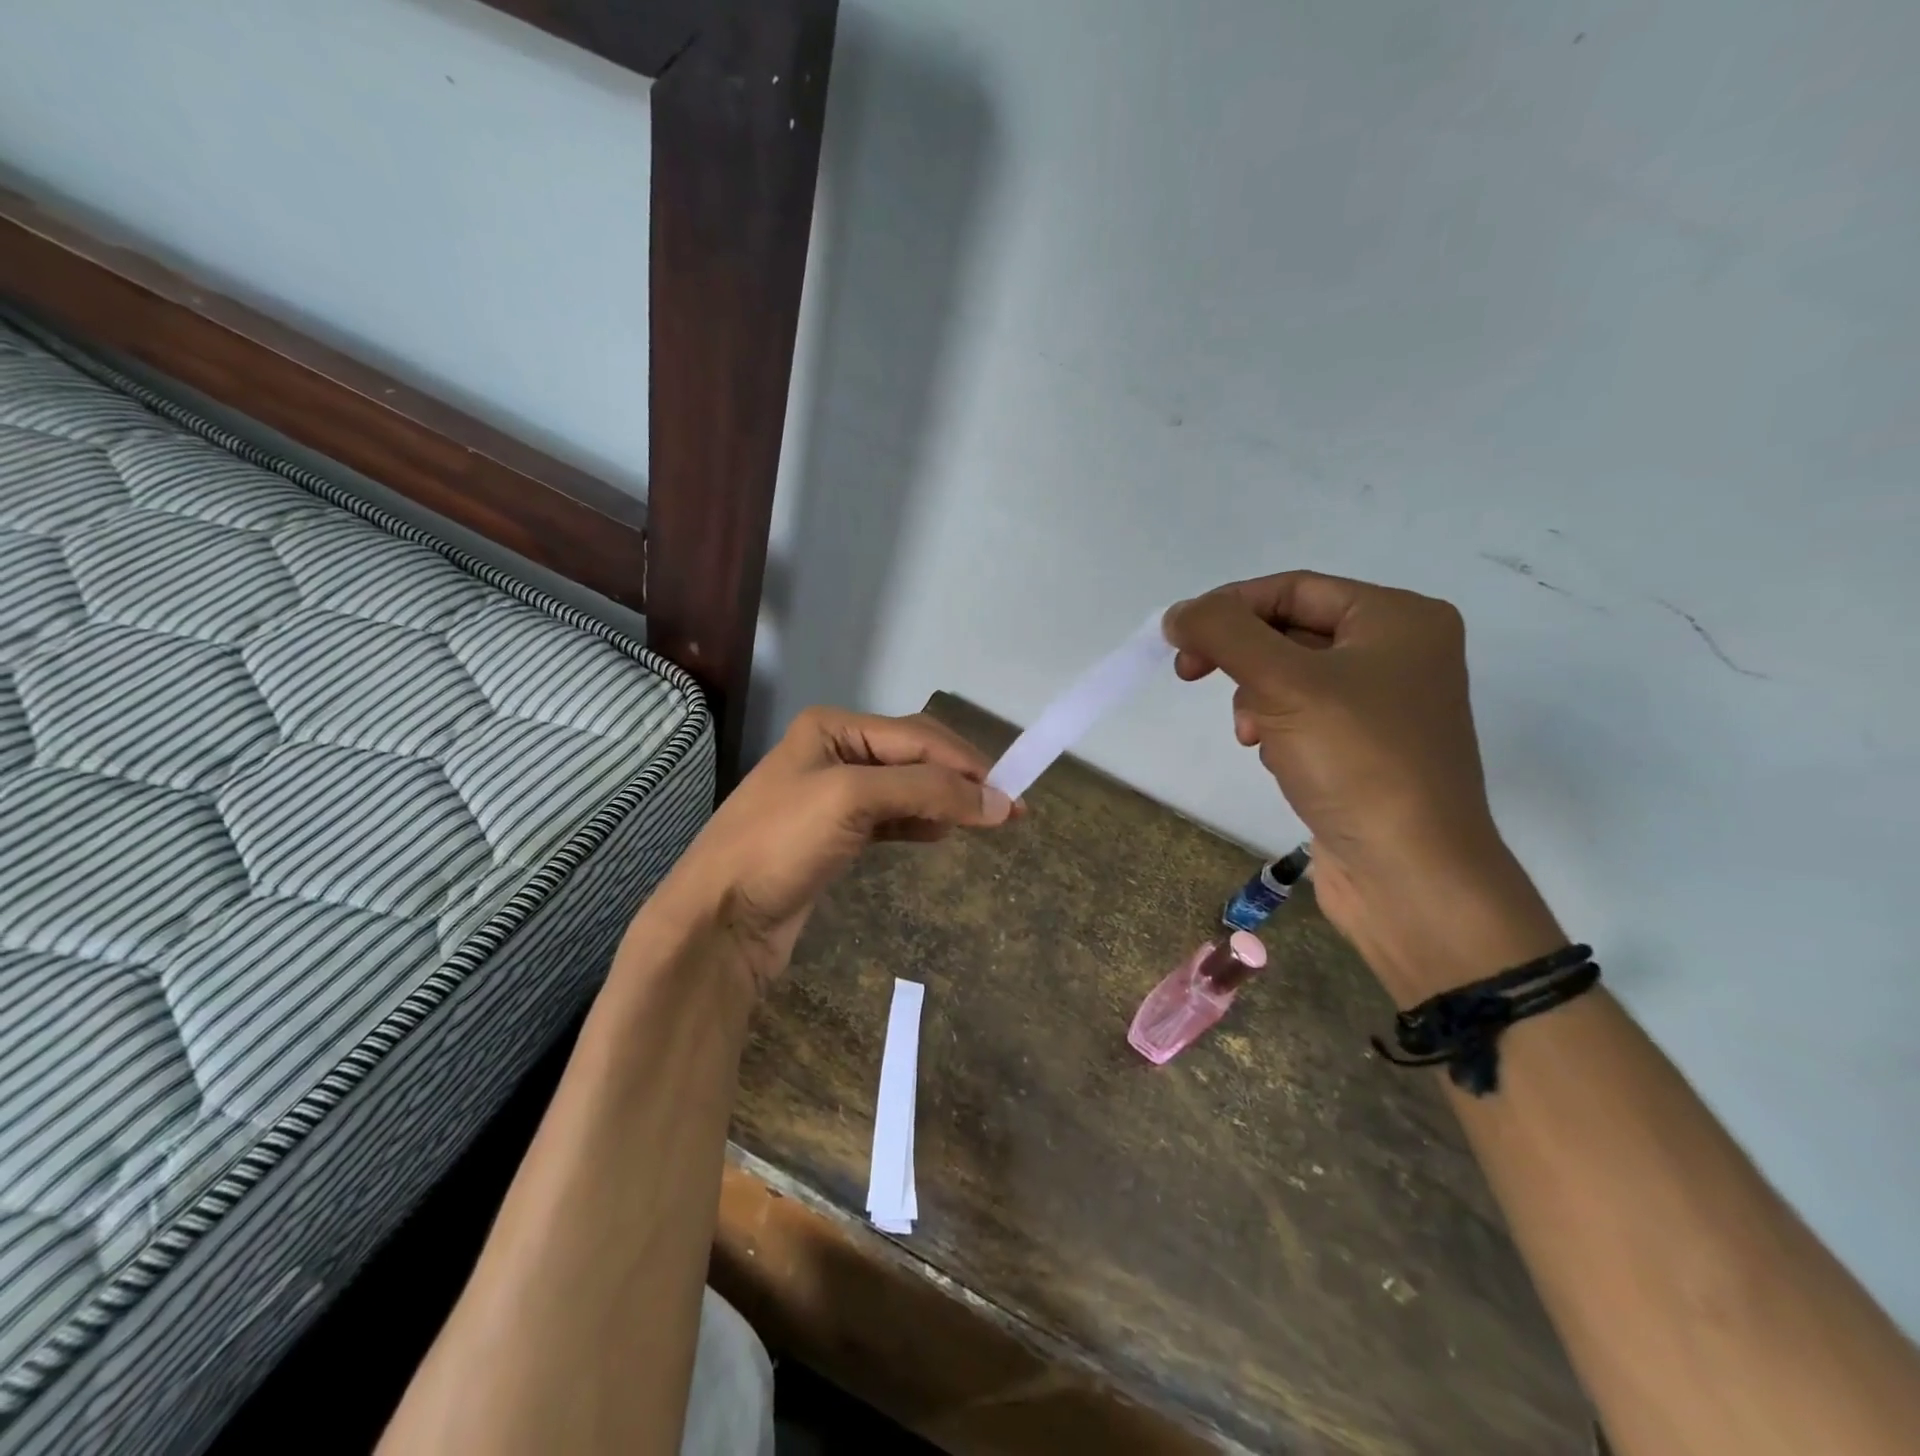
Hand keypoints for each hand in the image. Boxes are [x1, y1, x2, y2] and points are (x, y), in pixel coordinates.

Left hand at [658, 708, 1015, 997]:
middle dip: (958, 781)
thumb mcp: (853, 801)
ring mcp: (833, 795)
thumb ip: (928, 792)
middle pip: (914, 757)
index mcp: (833, 727)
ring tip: (980, 823)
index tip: (1012, 796)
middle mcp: (834, 751)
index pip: (917, 736)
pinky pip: (891, 817)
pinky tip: (939, 834)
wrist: (717, 919)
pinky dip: (919, 822)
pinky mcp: (835, 835)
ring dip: (943, 801)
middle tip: (1005, 811)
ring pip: (906, 788)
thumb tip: (1000, 802)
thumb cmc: (779, 844)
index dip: (966, 764)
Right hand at [1165, 572, 1564, 1000]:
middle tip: (1190, 675)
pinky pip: (1304, 715)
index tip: (1179, 640)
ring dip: (1256, 697)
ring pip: (1291, 675)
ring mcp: (1385, 703)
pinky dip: (1277, 726)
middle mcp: (1399, 652)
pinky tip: (1274, 756)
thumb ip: (1223, 633)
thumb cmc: (1355, 761)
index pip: (1293, 588)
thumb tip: (1178, 613)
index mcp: (1397, 619)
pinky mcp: (1367, 748)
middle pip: (1290, 630)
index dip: (1229, 607)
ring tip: (1253, 733)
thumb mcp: (1282, 682)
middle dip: (1240, 656)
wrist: (1409, 872)